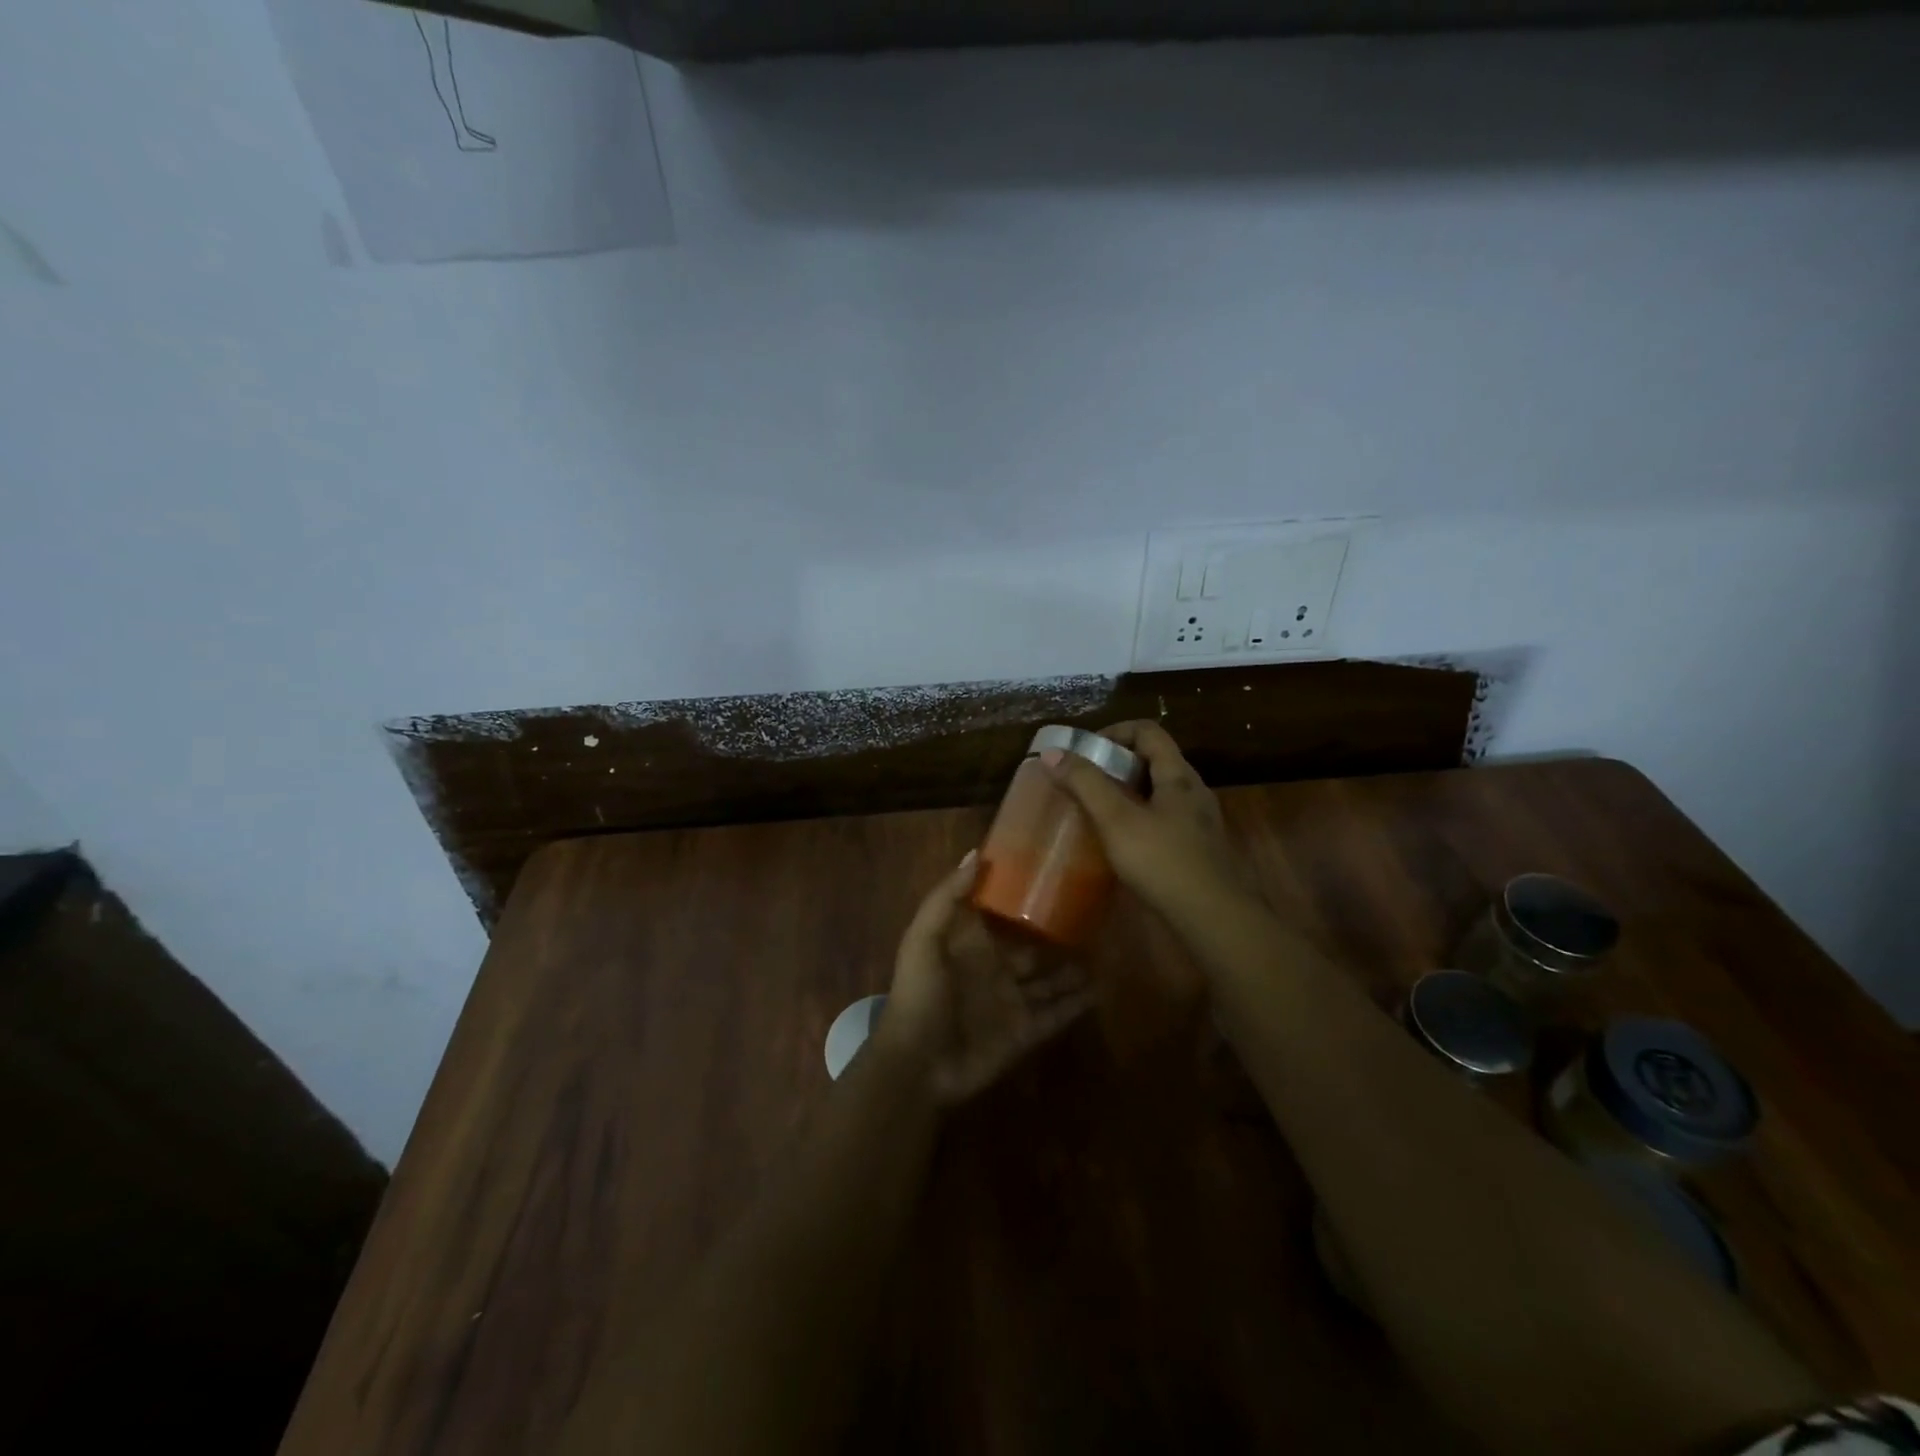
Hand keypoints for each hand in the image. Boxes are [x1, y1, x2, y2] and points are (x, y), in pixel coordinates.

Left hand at [873, 850, 1094, 1106]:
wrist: (918, 1064)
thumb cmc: (919, 994)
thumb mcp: (923, 938)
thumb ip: (947, 897)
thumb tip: (977, 853)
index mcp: (971, 944)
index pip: (1000, 914)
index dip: (1022, 895)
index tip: (1052, 871)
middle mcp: (995, 969)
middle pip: (1033, 946)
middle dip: (1057, 931)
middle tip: (1094, 909)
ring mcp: (1012, 1002)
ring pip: (1051, 979)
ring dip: (1075, 966)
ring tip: (1108, 945)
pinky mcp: (1026, 1032)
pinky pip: (1058, 1014)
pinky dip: (1079, 1003)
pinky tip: (1104, 986)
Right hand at [1041, 720, 1252, 924]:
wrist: (1214, 918)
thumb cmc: (1163, 861)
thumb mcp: (1116, 820)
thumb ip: (1085, 784)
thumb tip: (1052, 753)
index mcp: (1178, 775)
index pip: (1148, 731)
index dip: (1114, 732)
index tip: (1085, 752)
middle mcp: (1193, 791)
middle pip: (1153, 760)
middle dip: (1116, 764)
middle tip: (1085, 782)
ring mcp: (1199, 822)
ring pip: (1158, 792)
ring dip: (1127, 793)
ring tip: (1097, 811)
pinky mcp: (1197, 849)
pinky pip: (1164, 819)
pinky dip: (1139, 819)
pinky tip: (1121, 843)